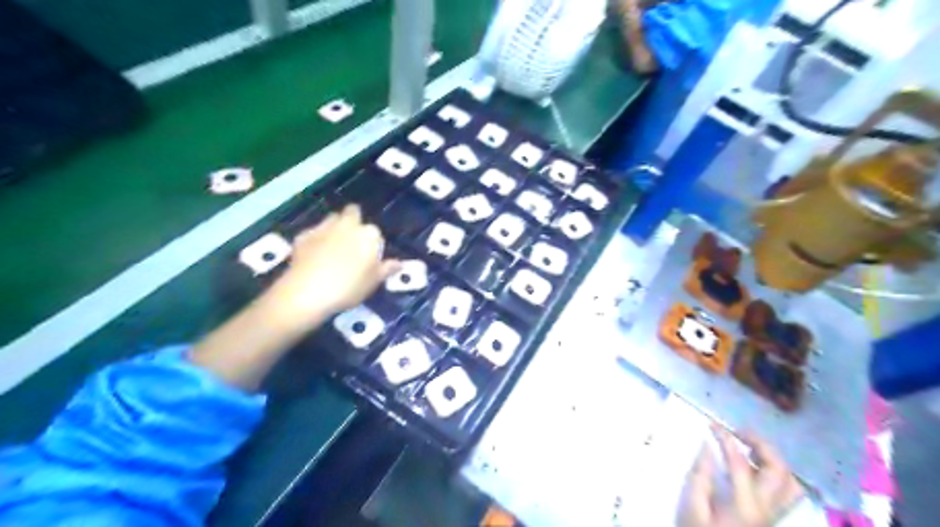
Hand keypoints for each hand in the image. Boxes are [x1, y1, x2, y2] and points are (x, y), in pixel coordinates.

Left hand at [263, 204, 399, 330]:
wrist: (308, 292)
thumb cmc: (349, 287)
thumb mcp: (373, 282)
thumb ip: (386, 269)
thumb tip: (399, 263)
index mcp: (368, 234)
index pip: (375, 231)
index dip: (372, 242)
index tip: (369, 254)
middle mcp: (347, 225)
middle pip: (353, 213)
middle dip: (354, 221)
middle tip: (352, 241)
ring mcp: (323, 228)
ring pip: (332, 218)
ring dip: (335, 226)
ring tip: (334, 245)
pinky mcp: (303, 235)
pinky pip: (314, 232)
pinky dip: (316, 239)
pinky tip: (314, 254)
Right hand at [680, 425, 802, 526]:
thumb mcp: (692, 509)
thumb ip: (700, 477)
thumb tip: (707, 448)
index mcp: (744, 505)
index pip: (739, 463)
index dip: (726, 440)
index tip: (712, 425)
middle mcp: (766, 508)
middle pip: (778, 470)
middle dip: (761, 445)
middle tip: (739, 432)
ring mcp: (772, 514)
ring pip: (790, 482)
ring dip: (773, 459)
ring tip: (749, 447)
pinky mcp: (770, 518)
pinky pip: (785, 491)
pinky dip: (775, 472)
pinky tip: (754, 467)